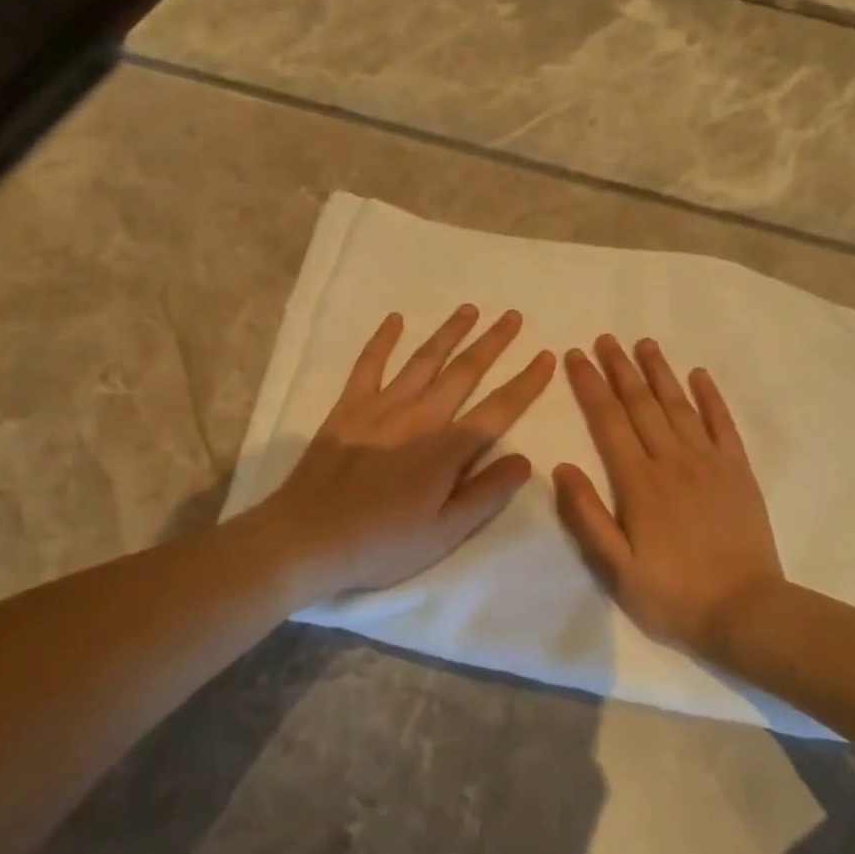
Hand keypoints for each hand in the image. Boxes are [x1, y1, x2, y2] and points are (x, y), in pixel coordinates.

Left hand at [259, 305, 555, 602]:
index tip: (546, 356)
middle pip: (464, 372)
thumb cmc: (381, 544)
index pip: (498, 409)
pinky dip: (382, 340)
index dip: (526, 382)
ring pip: (423, 360)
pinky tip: (395, 319)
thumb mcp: (444, 533)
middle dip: (492, 343)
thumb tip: (525, 460)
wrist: (307, 538)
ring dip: (449, 333)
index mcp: (447, 450)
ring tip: (469, 309)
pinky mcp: (348, 407)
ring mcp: (381, 407)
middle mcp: (419, 417)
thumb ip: (485, 494)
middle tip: (512, 317)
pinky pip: (369, 365)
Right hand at [555, 336, 785, 652]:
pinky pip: (723, 424)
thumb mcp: (616, 568)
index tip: (576, 357)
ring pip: (679, 405)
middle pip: (641, 404)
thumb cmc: (673, 594)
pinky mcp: (738, 471)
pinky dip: (711, 397)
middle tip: (605, 339)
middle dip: (620, 368)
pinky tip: (700, 375)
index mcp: (638, 482)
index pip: (608, 421)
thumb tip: (563, 467)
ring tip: (644, 344)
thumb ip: (587, 516)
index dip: (590, 386)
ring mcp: (709, 462)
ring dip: (659, 372)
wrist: (746, 611)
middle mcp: (672, 460)